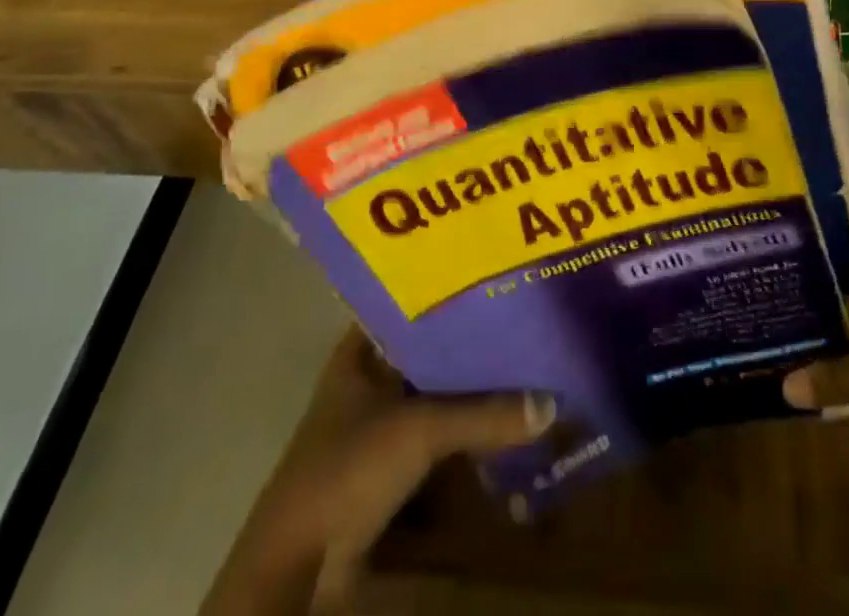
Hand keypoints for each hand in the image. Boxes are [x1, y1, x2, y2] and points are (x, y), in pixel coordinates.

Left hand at [203, 326, 553, 613]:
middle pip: (428, 350)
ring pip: (433, 394)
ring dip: (470, 390)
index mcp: (360, 351)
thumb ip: (484, 414)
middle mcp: (368, 379)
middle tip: (522, 322)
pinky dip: (463, 432)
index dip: (449, 291)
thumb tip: (550, 402)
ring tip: (524, 365)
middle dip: (470, 343)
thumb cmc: (349, 469)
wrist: (298, 568)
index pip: (411, 303)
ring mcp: (375, 425)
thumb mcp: (420, 430)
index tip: (494, 279)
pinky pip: (434, 437)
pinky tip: (502, 423)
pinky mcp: (386, 469)